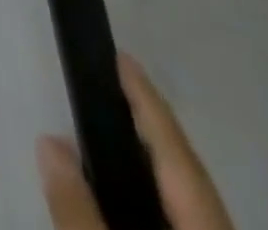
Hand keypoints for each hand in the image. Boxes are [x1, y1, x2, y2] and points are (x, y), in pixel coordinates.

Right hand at [37, 54, 233, 229]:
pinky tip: (133, 197)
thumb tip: (49, 141)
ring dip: (153, 162)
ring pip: (190, 200)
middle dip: (151, 125)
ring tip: (116, 133)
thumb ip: (77, 207)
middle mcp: (218, 226)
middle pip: (187, 170)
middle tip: (115, 83)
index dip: (145, 99)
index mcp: (204, 220)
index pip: (173, 147)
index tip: (121, 54)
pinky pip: (185, 219)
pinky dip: (157, 196)